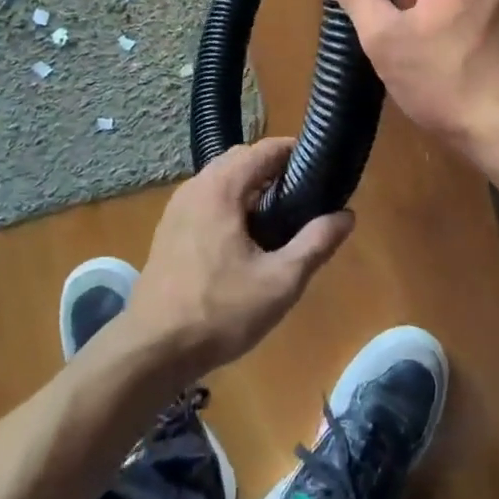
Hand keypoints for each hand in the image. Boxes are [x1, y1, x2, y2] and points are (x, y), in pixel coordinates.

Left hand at [125, 138, 352, 382]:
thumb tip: (346, 215)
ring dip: (250, 187)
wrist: (152, 350)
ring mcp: (177, 207)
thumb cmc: (219, 312)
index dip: (295, 152)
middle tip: (304, 196)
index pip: (264, 149)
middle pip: (241, 159)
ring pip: (221, 179)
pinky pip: (206, 199)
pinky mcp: (169, 229)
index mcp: (221, 188)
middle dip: (273, 169)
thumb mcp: (280, 282)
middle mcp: (196, 186)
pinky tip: (245, 239)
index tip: (321, 168)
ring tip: (280, 218)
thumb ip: (315, 244)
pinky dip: (230, 203)